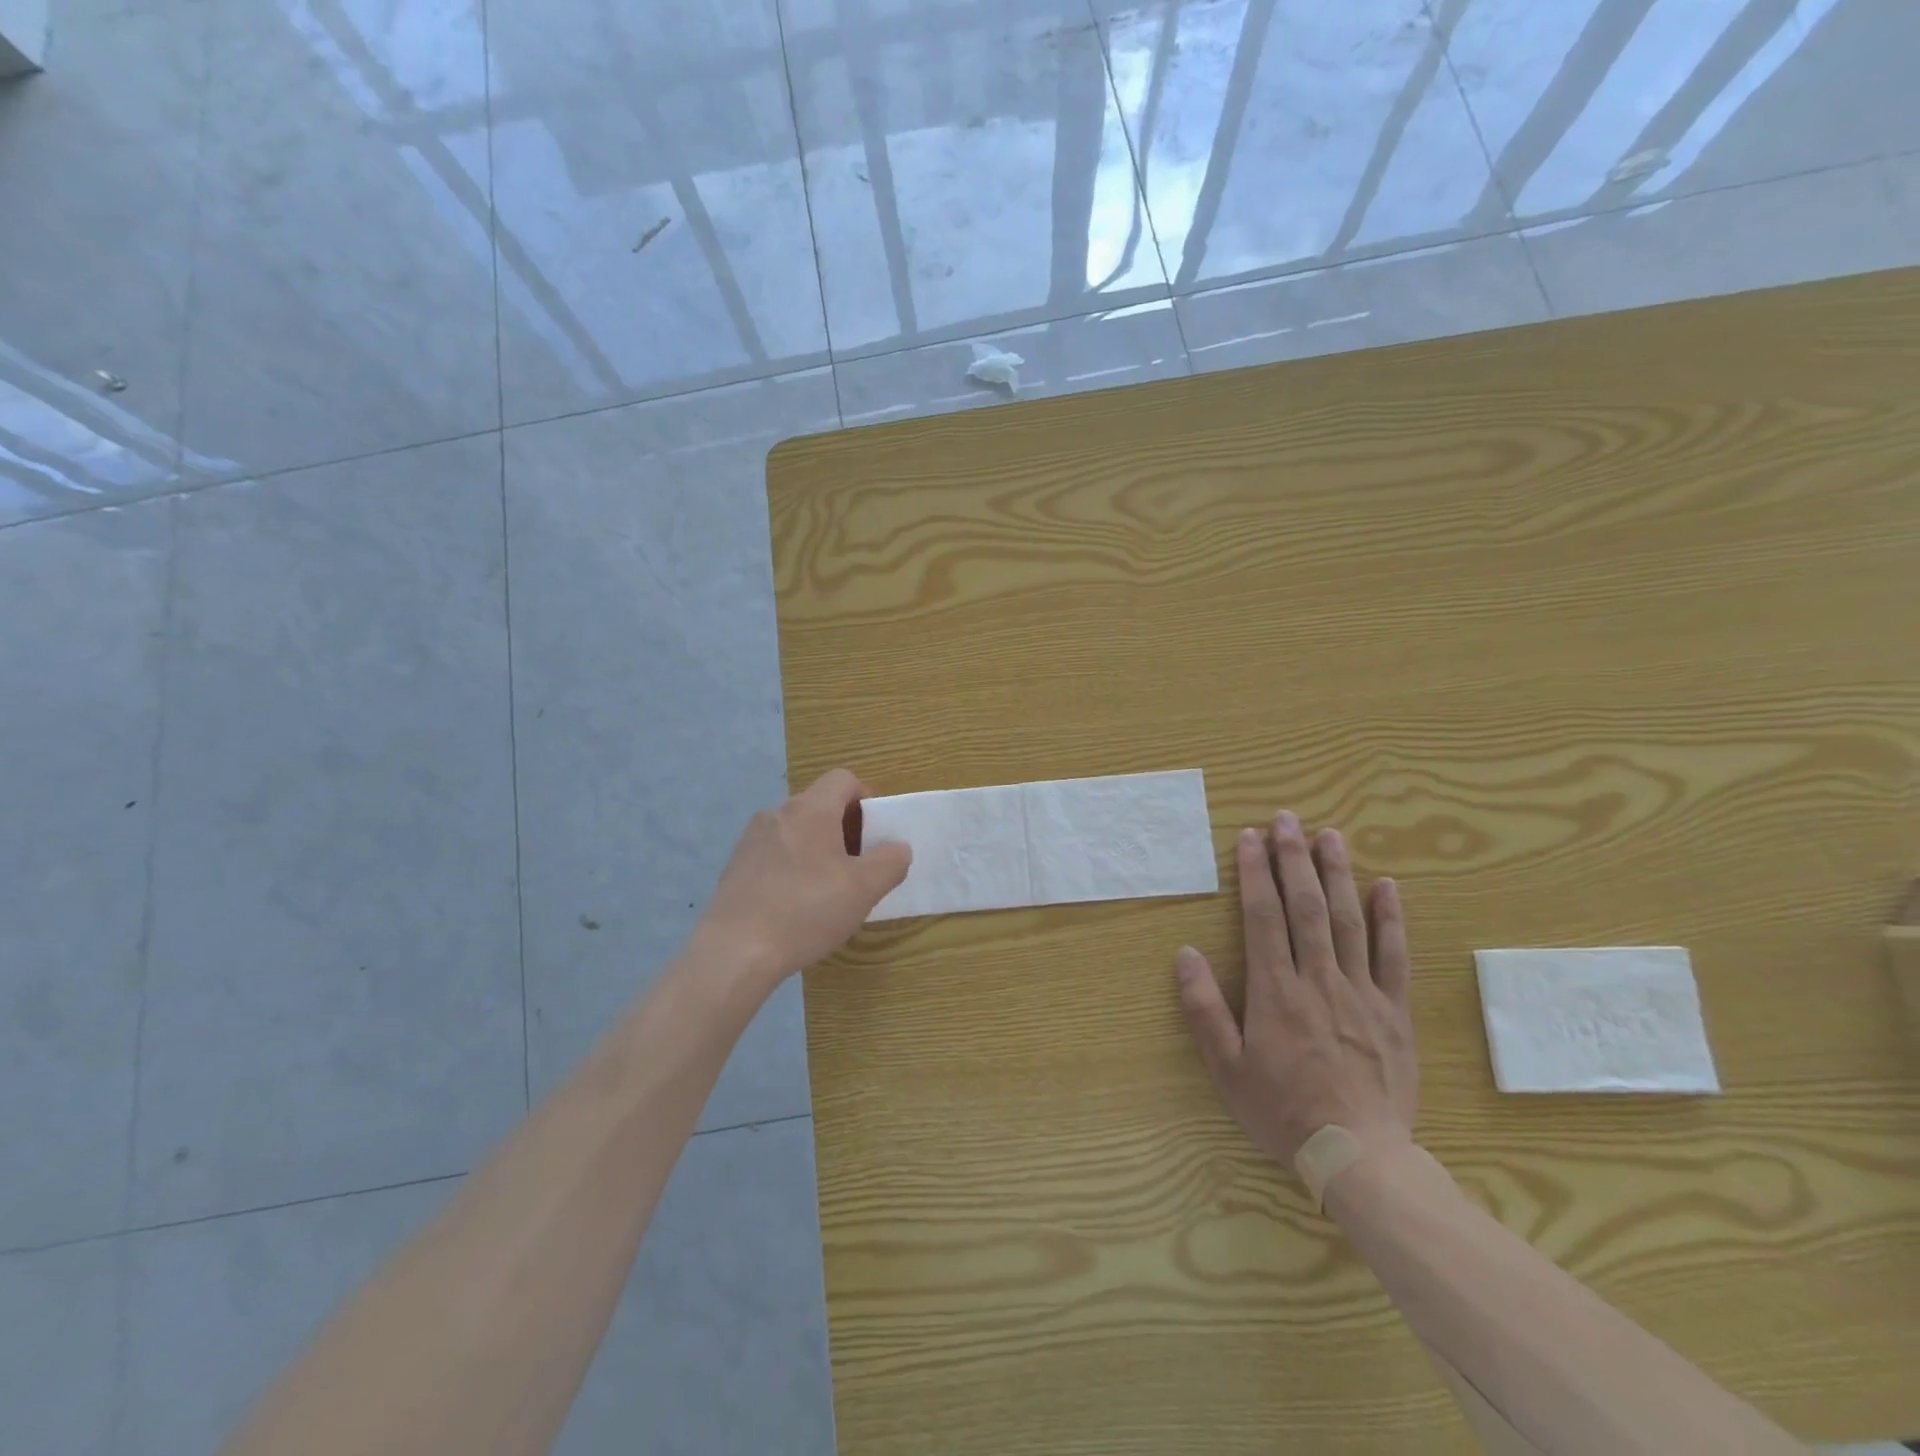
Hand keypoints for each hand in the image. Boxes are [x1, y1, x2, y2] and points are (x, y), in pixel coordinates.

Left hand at [695, 769, 910, 993]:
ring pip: (797, 831)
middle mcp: (777, 813)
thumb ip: (890, 862)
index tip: (877, 834)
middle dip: (846, 829)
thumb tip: (898, 848)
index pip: (844, 779)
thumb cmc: (806, 910)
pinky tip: (797, 905)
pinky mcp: (736, 867)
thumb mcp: (864, 889)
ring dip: (819, 849)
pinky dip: (793, 867)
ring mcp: (752, 839)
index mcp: (811, 808)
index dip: (867, 799)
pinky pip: (775, 854)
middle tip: (860, 867)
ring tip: (829, 890)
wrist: (734, 951)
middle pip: (821, 804)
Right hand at [1175, 811, 1415, 1168]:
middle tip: (1287, 819)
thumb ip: (1204, 1008)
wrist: (1359, 1157)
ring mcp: (1361, 992)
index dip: (1255, 873)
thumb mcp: (1226, 1068)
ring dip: (1338, 874)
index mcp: (1276, 991)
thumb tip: (1184, 954)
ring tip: (1330, 835)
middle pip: (1306, 906)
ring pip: (1349, 920)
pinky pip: (1394, 956)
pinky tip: (1386, 886)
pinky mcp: (1393, 1010)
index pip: (1263, 917)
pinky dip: (1391, 918)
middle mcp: (1319, 979)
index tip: (1250, 838)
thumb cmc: (1282, 1111)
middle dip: (1294, 858)